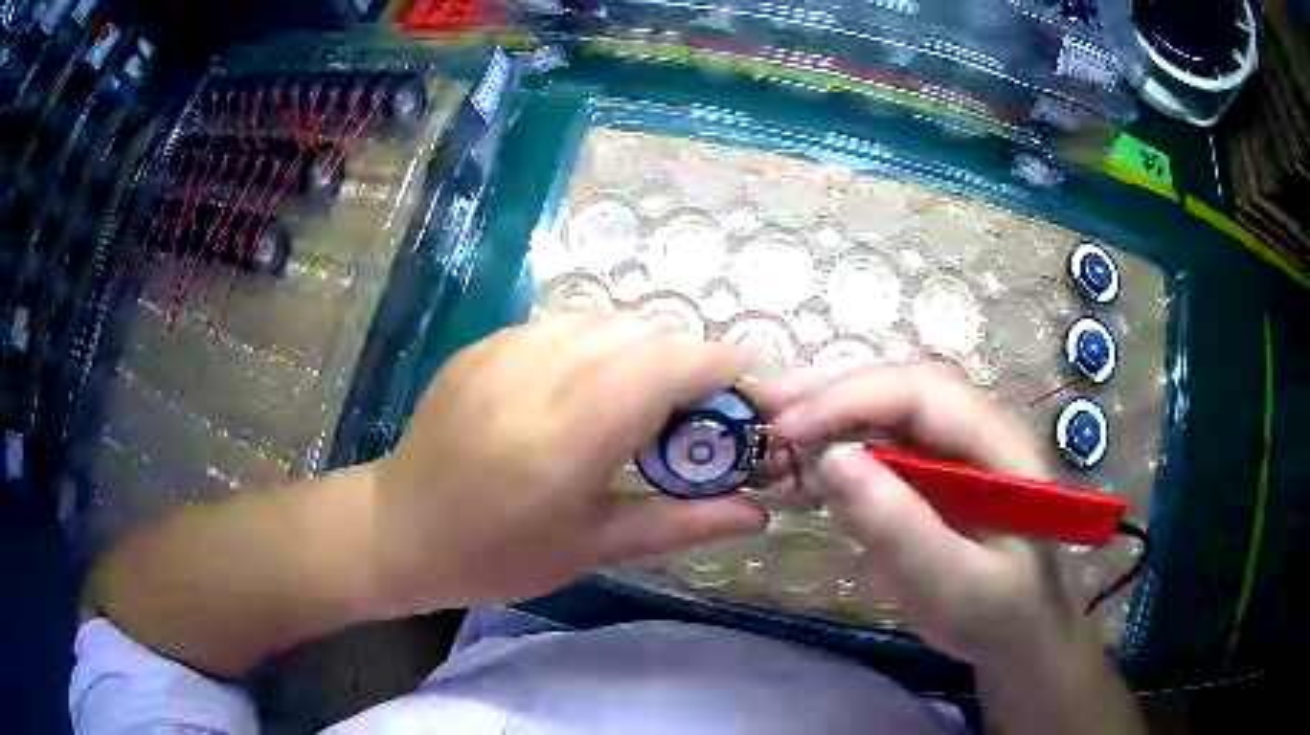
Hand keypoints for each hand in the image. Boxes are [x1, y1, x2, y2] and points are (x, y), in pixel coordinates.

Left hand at [370, 314, 767, 615]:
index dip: (720, 365)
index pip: (666, 367)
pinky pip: (562, 323)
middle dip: (687, 360)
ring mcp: (504, 350)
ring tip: (643, 398)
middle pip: (642, 334)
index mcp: (569, 436)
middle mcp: (538, 375)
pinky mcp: (484, 344)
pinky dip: (597, 344)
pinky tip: (587, 385)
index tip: (750, 386)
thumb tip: (756, 513)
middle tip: (696, 410)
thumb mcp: (593, 547)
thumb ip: (681, 522)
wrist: (399, 529)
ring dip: (643, 348)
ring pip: (604, 320)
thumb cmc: (497, 554)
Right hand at [770, 363, 1083, 666]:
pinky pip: (887, 442)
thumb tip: (829, 459)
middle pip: (903, 387)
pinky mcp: (938, 471)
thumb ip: (898, 527)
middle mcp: (979, 429)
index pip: (923, 392)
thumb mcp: (951, 586)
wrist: (1025, 633)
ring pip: (890, 408)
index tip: (789, 429)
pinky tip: (809, 458)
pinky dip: (841, 442)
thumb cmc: (998, 614)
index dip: (852, 398)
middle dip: (832, 392)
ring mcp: (958, 448)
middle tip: (765, 411)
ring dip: (831, 410)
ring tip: (776, 426)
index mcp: (1000, 444)